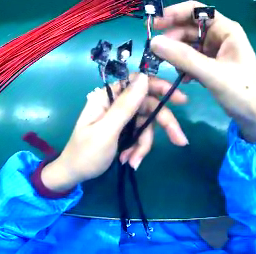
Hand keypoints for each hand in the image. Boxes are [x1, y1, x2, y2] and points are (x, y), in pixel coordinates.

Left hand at [41, 73, 188, 191]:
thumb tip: (144, 77)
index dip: (160, 87)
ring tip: (132, 161)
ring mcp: (121, 118)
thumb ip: (126, 105)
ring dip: (143, 145)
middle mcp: (115, 104)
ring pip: (146, 125)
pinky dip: (137, 149)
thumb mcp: (106, 130)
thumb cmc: (86, 153)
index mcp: (107, 97)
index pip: (137, 83)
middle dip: (163, 125)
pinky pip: (140, 136)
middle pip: (147, 107)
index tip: (180, 99)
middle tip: (180, 140)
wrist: (75, 174)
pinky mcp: (124, 131)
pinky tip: (129, 161)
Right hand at [150, 1, 255, 142]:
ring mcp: (217, 49)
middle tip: (157, 53)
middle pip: (189, 27)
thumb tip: (153, 42)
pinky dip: (185, 65)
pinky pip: (193, 57)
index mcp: (226, 30)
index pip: (196, 10)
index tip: (154, 25)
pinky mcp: (214, 62)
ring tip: (173, 69)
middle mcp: (220, 35)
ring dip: (178, 54)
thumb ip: (184, 57)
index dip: (173, 13)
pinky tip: (184, 77)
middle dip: (173, 39)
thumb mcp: (214, 75)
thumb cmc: (244, 94)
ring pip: (189, 43)